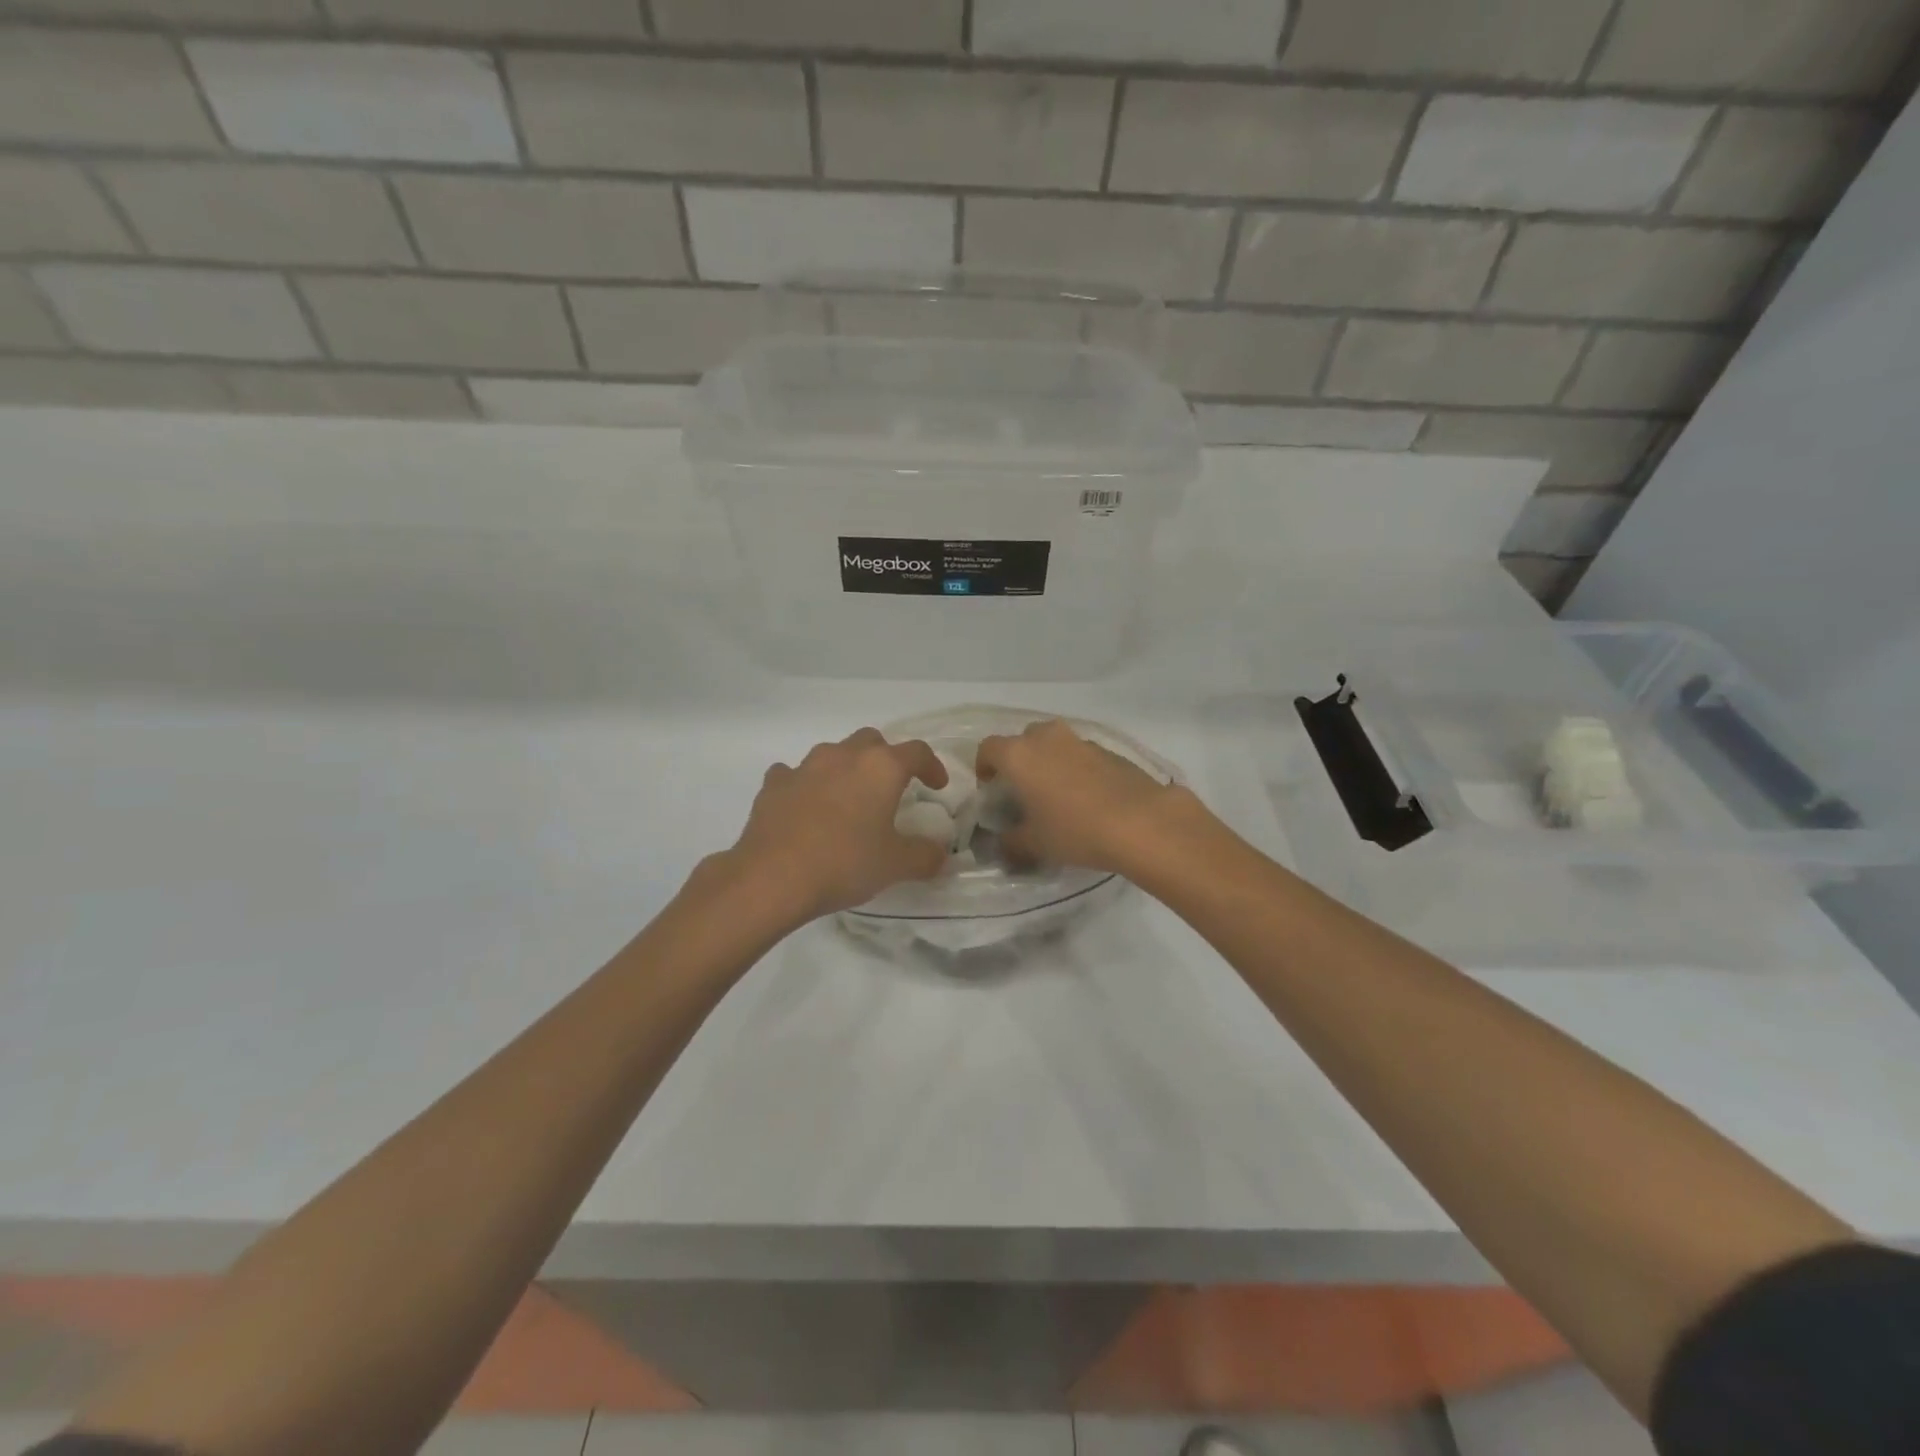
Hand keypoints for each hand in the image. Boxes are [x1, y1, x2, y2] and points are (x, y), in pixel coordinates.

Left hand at [727, 728, 950, 920]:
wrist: (772, 877)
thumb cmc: (844, 863)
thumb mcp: (896, 865)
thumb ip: (925, 856)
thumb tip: (940, 854)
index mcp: (880, 768)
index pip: (917, 752)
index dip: (932, 766)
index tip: (937, 786)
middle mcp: (843, 756)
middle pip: (872, 742)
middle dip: (886, 759)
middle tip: (891, 789)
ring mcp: (804, 767)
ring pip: (833, 754)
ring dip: (846, 769)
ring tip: (848, 800)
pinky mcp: (774, 784)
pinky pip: (795, 775)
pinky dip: (806, 785)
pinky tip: (806, 808)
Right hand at [975, 719, 1197, 873]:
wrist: (1141, 822)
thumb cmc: (1074, 830)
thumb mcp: (1034, 844)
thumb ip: (1010, 841)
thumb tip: (1002, 843)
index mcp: (1019, 754)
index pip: (988, 748)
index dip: (984, 766)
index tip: (991, 788)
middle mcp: (1047, 737)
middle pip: (1023, 740)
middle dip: (1019, 761)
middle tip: (1024, 791)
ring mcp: (1081, 741)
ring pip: (1054, 744)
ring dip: (1049, 762)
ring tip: (1057, 795)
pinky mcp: (1110, 750)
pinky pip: (1081, 754)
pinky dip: (1076, 769)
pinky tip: (1087, 798)